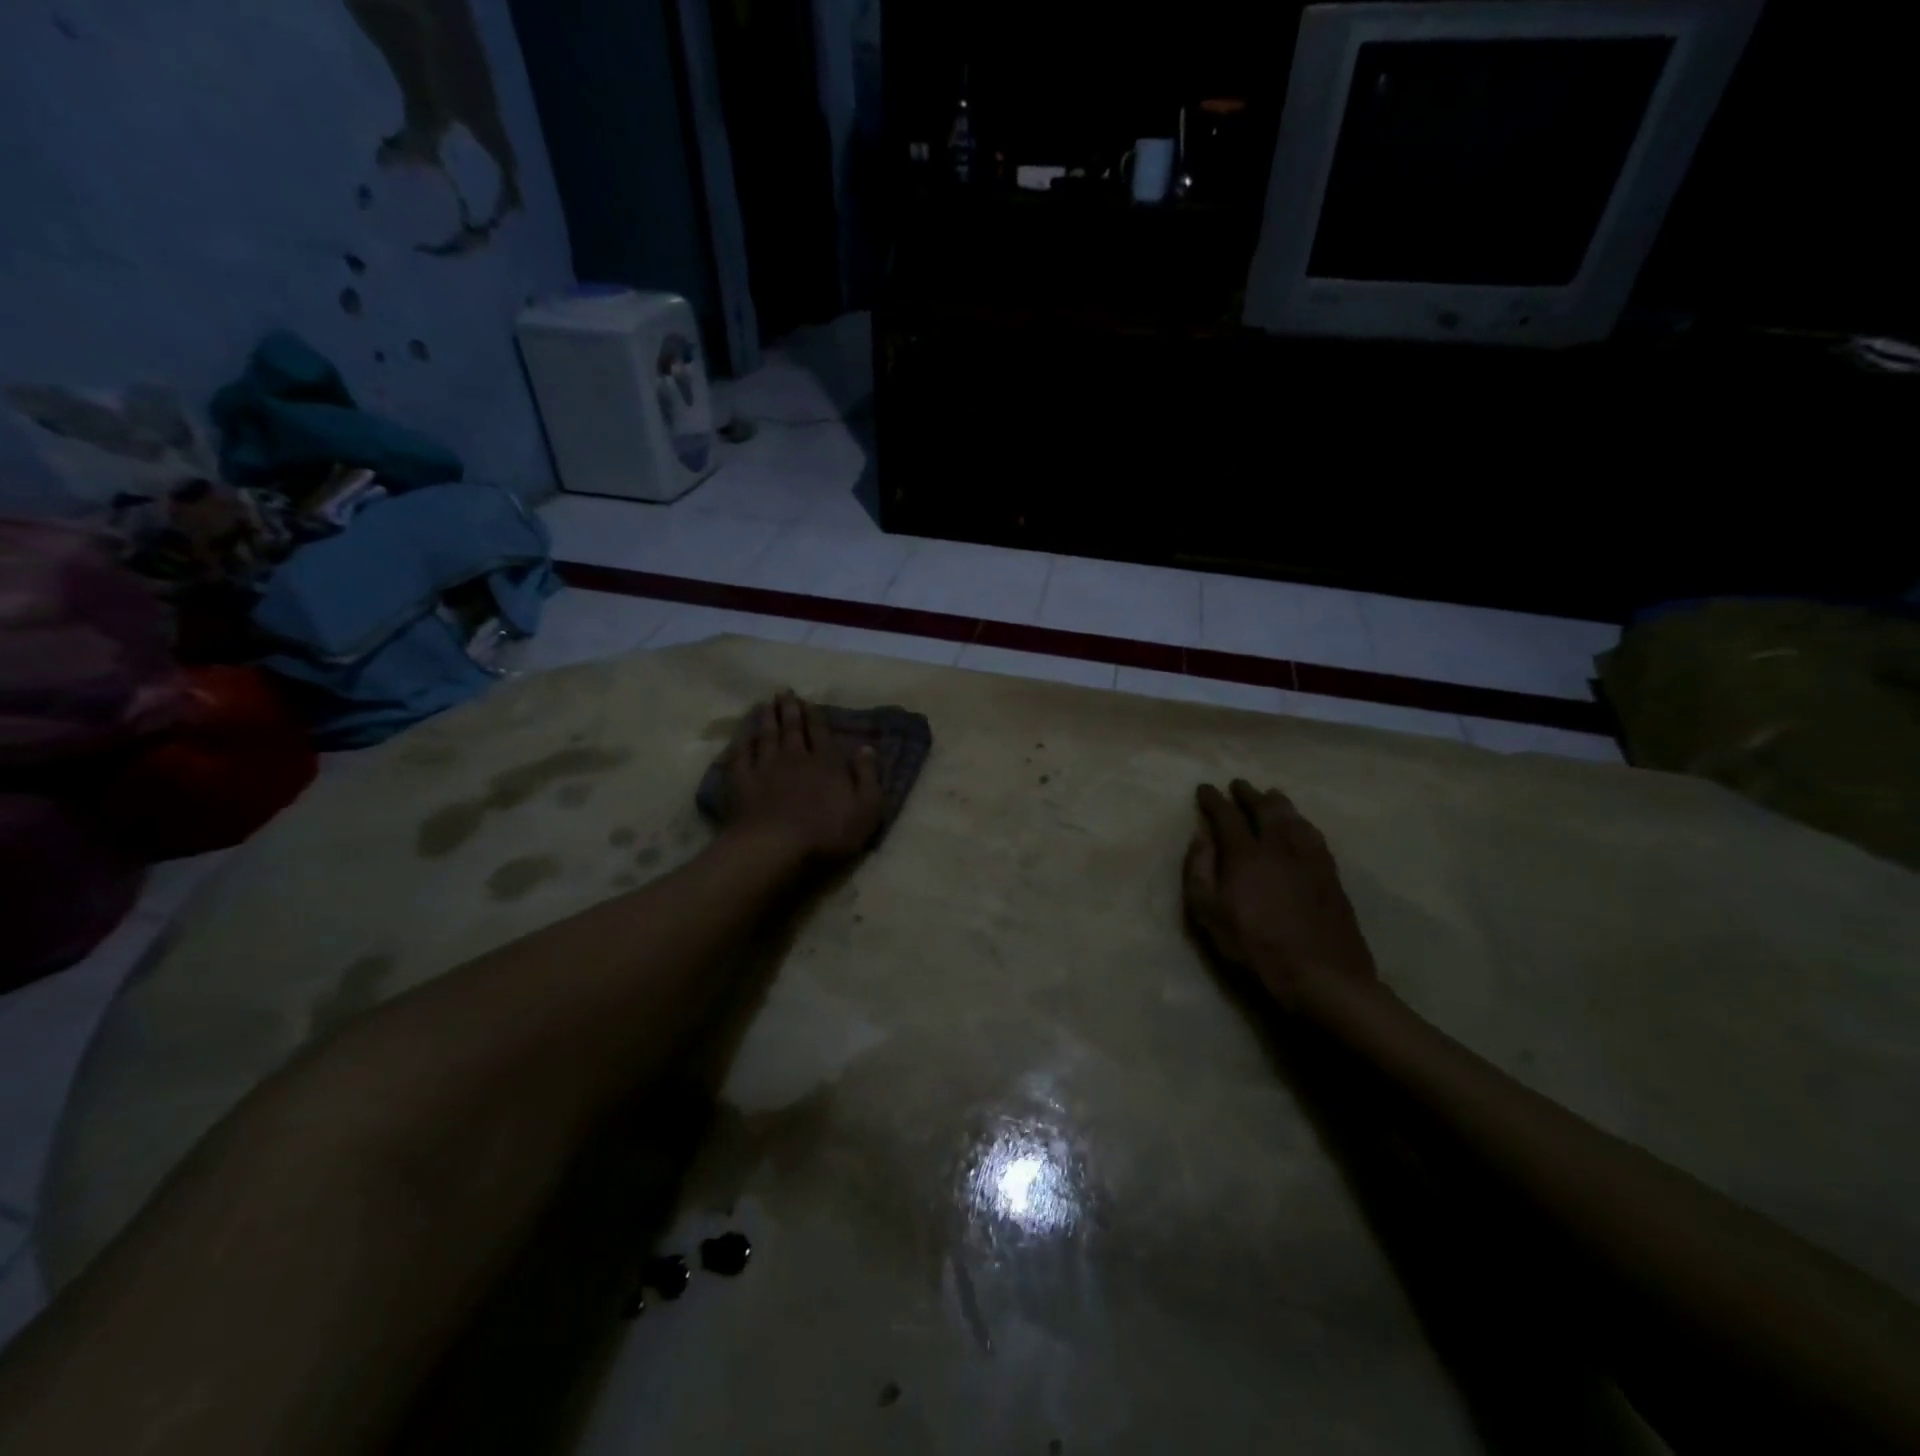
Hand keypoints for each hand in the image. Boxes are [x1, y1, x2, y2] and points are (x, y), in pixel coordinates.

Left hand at [722, 691, 883, 863]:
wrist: (775, 848)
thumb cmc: (827, 833)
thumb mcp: (866, 808)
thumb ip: (868, 776)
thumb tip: (867, 748)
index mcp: (826, 763)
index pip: (821, 733)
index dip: (815, 716)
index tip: (809, 701)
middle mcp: (795, 757)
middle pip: (792, 728)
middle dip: (789, 709)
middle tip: (784, 692)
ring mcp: (765, 768)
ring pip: (766, 736)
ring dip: (766, 718)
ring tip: (765, 703)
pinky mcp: (741, 782)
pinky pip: (740, 755)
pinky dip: (741, 741)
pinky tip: (741, 734)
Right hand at [1183, 779, 1377, 1008]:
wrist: (1322, 975)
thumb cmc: (1255, 947)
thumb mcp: (1209, 915)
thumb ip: (1199, 872)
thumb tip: (1200, 839)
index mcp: (1246, 854)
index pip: (1227, 816)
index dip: (1214, 800)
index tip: (1204, 788)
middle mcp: (1280, 846)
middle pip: (1265, 809)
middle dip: (1249, 794)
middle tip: (1239, 784)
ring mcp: (1310, 858)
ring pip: (1293, 818)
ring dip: (1278, 803)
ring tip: (1270, 795)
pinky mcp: (1331, 874)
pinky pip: (1314, 835)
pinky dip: (1302, 822)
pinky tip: (1301, 825)